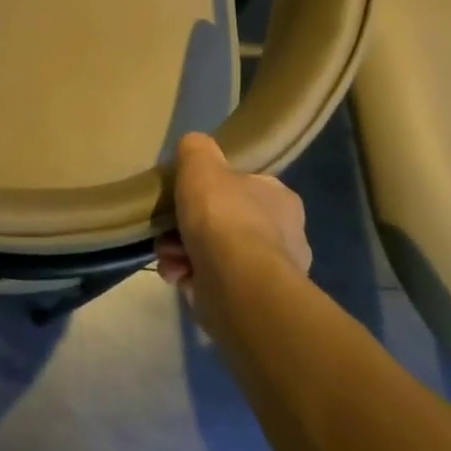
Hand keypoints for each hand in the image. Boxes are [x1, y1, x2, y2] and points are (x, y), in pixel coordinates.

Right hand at [158, 132, 310, 316]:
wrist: (236, 284)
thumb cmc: (223, 216)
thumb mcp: (201, 163)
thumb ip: (196, 149)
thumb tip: (195, 147)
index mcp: (280, 199)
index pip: (246, 187)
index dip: (212, 190)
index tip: (186, 195)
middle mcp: (283, 236)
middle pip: (224, 222)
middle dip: (189, 226)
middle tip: (168, 228)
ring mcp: (268, 273)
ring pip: (214, 254)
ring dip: (182, 252)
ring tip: (168, 255)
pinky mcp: (250, 303)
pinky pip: (211, 283)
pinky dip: (189, 277)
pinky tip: (177, 275)